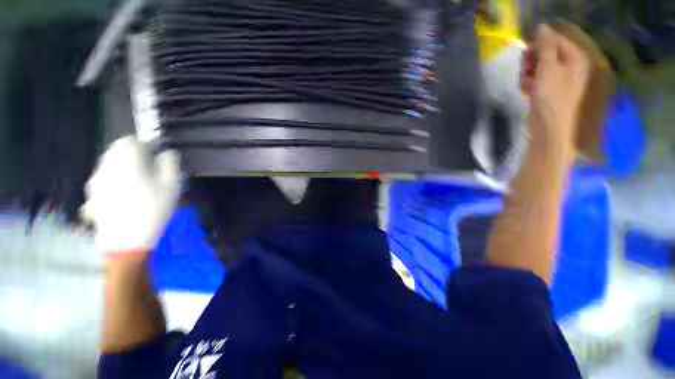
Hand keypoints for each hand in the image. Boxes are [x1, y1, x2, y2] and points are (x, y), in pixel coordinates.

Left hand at [81, 136, 181, 256]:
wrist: (126, 241)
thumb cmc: (152, 209)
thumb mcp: (171, 185)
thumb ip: (170, 164)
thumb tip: (167, 153)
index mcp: (125, 162)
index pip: (130, 140)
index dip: (146, 145)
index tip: (157, 157)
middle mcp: (105, 167)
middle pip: (117, 152)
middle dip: (134, 157)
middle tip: (151, 172)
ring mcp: (96, 182)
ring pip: (110, 165)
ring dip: (124, 169)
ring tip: (139, 185)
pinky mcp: (93, 195)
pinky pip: (104, 180)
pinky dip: (114, 182)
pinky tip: (124, 196)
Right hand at [521, 24, 589, 150]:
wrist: (548, 128)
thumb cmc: (551, 98)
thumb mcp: (548, 69)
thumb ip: (545, 47)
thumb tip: (542, 27)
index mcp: (575, 58)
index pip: (556, 39)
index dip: (539, 43)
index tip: (526, 51)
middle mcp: (569, 65)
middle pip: (546, 52)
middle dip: (533, 59)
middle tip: (526, 68)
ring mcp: (559, 78)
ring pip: (539, 65)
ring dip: (528, 72)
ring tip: (525, 82)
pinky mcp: (548, 89)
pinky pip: (537, 78)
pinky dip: (529, 82)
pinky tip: (526, 89)